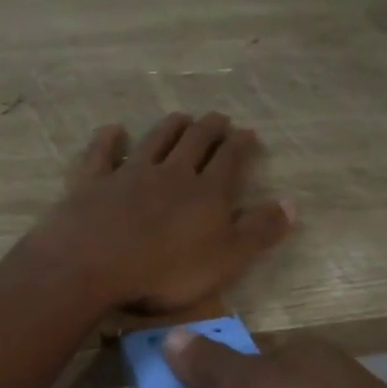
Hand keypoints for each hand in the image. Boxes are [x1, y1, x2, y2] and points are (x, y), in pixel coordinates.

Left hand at [30, 113, 293, 314]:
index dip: (241, 144)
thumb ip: (259, 231)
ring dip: (171, 126)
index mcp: (207, 192)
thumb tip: (292, 203)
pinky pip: (103, 153)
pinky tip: (114, 130)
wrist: (94, 264)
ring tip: (181, 117)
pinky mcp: (94, 181)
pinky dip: (109, 139)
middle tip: (218, 118)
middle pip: (195, 141)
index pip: (230, 158)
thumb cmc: (167, 270)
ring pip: (156, 140)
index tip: (248, 134)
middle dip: (210, 128)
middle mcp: (171, 173)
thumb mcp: (226, 259)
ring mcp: (130, 173)